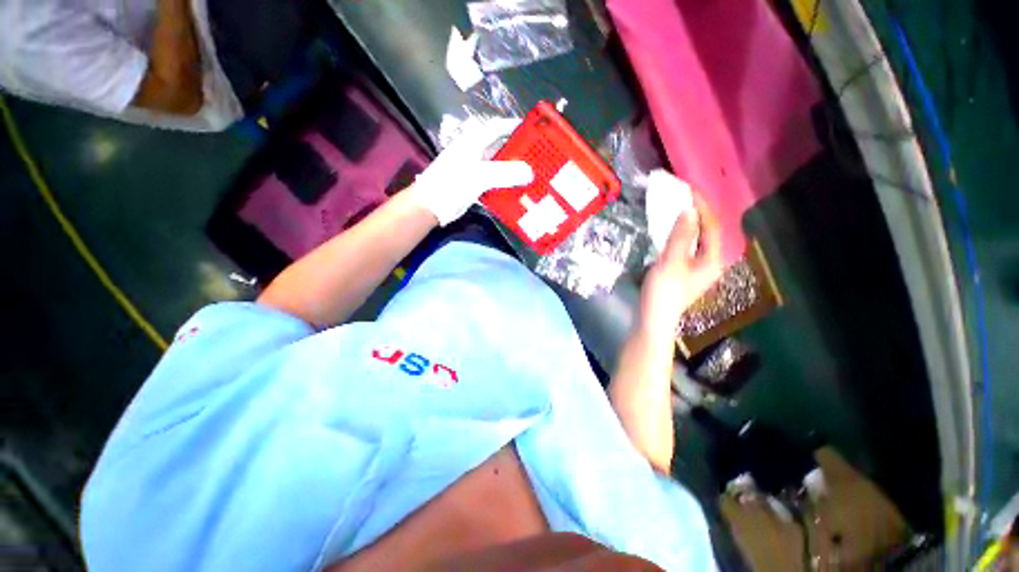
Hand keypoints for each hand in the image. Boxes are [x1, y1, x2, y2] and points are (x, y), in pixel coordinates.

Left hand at [410, 118, 533, 225]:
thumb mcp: (478, 176)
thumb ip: (504, 173)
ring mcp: (474, 170)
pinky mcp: (474, 185)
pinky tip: (517, 191)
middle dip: (518, 151)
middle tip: (538, 157)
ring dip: (513, 170)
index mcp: (474, 142)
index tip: (533, 130)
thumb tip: (530, 173)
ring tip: (532, 175)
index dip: (514, 126)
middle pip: (500, 148)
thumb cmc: (451, 184)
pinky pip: (495, 182)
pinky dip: (505, 185)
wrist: (431, 206)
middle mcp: (475, 153)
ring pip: (498, 166)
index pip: (497, 127)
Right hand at [638, 187, 722, 336]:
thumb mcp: (671, 262)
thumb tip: (689, 210)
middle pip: (708, 232)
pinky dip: (681, 235)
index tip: (689, 190)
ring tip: (677, 208)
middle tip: (683, 197)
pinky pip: (688, 247)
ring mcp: (698, 268)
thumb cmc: (664, 292)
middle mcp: (711, 262)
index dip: (702, 207)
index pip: (712, 226)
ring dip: (689, 223)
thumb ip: (681, 236)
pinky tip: (672, 231)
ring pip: (698, 239)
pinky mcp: (686, 272)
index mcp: (713, 259)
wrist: (653, 319)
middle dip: (697, 213)